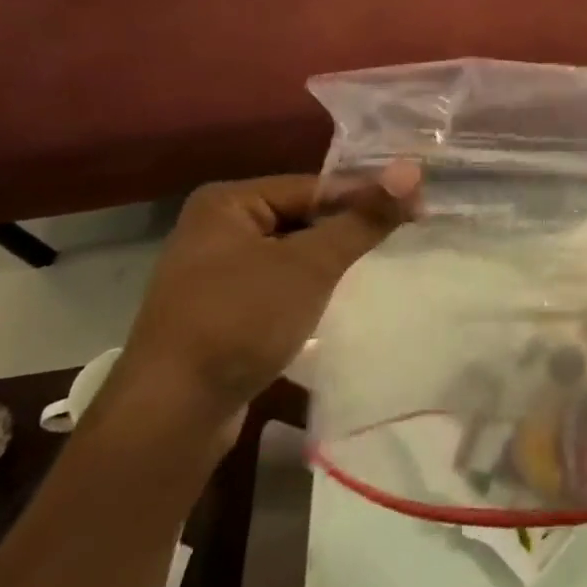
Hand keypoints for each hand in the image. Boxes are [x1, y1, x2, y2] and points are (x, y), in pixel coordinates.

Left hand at [112, 163, 420, 432]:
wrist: (170, 416)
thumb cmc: (240, 321)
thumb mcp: (311, 265)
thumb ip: (363, 218)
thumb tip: (412, 170)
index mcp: (228, 201)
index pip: (315, 187)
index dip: (366, 196)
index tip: (416, 208)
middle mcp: (215, 227)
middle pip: (302, 216)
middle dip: (347, 228)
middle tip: (401, 235)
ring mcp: (212, 272)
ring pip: (290, 251)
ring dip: (329, 259)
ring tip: (372, 265)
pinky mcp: (218, 310)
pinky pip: (275, 282)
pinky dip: (306, 286)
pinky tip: (330, 299)